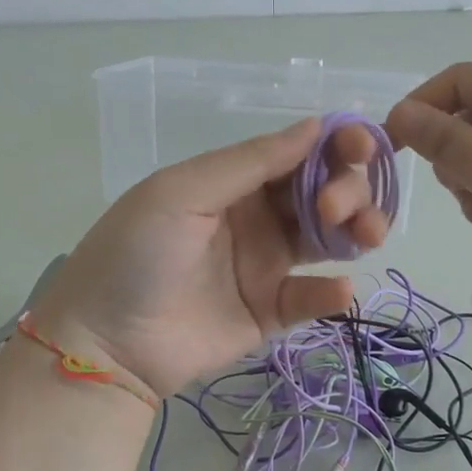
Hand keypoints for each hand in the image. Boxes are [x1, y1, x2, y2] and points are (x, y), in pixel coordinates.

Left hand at [29, 120, 389, 398]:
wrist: (106, 343)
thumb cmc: (136, 254)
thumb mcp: (182, 193)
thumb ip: (250, 162)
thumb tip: (316, 126)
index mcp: (234, 182)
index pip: (297, 155)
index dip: (334, 148)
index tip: (363, 149)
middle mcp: (257, 218)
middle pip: (322, 193)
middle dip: (345, 190)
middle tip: (333, 209)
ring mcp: (266, 266)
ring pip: (329, 239)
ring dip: (356, 231)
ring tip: (365, 237)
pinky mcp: (271, 312)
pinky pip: (312, 296)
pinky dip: (332, 292)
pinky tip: (339, 290)